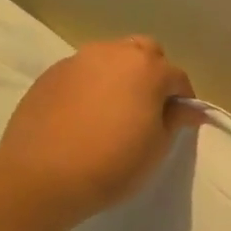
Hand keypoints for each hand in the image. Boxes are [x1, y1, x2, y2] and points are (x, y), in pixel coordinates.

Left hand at [0, 36, 206, 223]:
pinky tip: (85, 117)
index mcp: (147, 68)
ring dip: (119, 77)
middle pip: (143, 52)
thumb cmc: (114, 162)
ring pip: (109, 59)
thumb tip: (189, 109)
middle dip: (152, 73)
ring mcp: (76, 61)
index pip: (177, 76)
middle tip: (148, 107)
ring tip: (114, 111)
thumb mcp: (158, 146)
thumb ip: (175, 119)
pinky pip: (82, 73)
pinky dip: (91, 87)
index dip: (183, 100)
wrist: (42, 177)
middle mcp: (112, 54)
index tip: (179, 122)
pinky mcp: (49, 76)